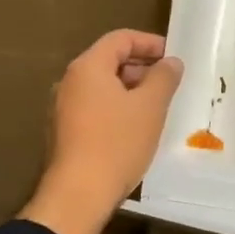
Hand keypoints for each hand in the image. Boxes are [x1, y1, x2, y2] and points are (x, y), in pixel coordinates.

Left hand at [21, 29, 183, 233]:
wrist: (78, 194)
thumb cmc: (117, 143)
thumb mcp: (150, 107)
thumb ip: (164, 78)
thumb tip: (171, 62)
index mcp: (88, 67)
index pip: (120, 39)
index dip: (149, 43)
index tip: (172, 56)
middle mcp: (69, 81)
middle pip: (108, 61)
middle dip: (141, 67)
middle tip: (168, 82)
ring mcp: (62, 108)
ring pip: (101, 87)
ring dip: (129, 90)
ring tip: (155, 106)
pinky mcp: (63, 132)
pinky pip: (93, 107)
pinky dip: (115, 108)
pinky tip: (134, 128)